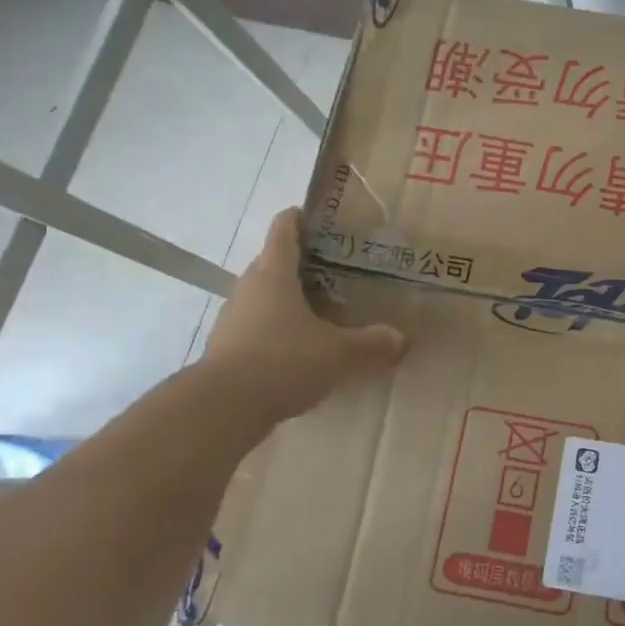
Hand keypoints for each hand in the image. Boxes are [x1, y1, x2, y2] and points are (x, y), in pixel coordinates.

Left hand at [202, 207, 407, 421]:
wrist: (222, 408)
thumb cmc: (282, 361)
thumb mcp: (338, 353)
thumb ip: (372, 344)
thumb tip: (402, 338)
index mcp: (274, 274)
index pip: (283, 230)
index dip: (299, 218)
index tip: (318, 217)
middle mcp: (249, 288)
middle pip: (273, 262)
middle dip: (302, 262)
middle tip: (336, 269)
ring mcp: (233, 318)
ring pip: (264, 296)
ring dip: (289, 298)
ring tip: (322, 309)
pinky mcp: (228, 347)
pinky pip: (258, 326)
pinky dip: (278, 328)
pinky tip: (300, 347)